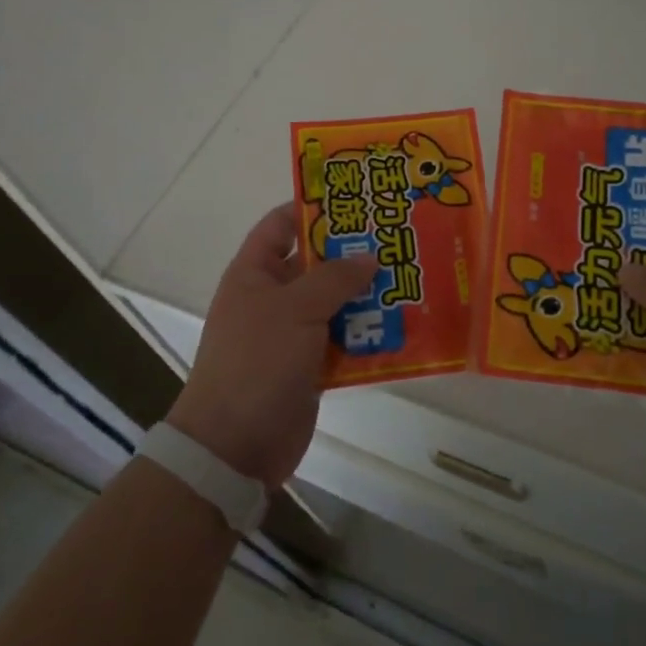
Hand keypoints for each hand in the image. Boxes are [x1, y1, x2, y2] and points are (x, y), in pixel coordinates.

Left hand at [166, 205, 376, 488]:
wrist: (234, 447)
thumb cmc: (257, 362)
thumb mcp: (295, 309)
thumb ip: (335, 278)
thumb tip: (370, 256)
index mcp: (255, 273)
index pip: (282, 224)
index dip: (313, 207)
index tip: (356, 198)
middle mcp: (273, 297)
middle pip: (317, 262)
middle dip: (354, 251)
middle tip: (398, 235)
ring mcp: (292, 332)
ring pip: (335, 301)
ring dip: (367, 293)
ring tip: (411, 274)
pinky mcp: (311, 365)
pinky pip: (344, 338)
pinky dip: (368, 331)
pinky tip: (402, 323)